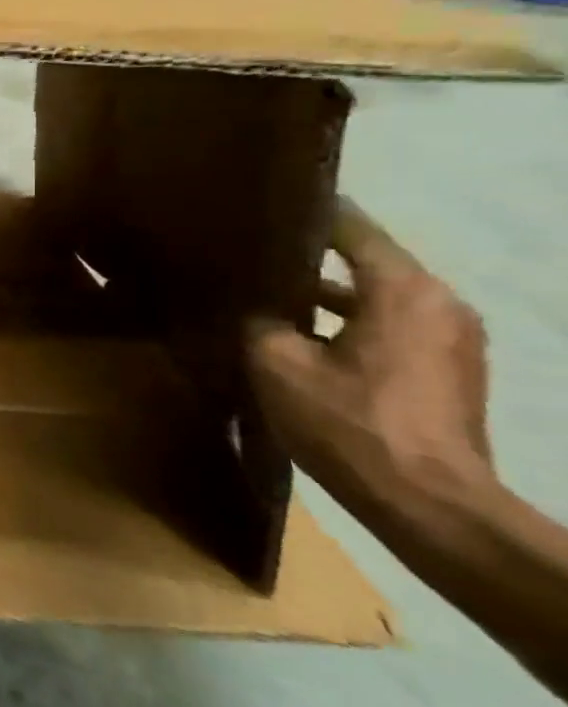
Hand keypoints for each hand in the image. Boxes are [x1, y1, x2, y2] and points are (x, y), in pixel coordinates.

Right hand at [247, 199, 493, 526]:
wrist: (429, 504)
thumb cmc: (349, 421)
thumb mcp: (276, 363)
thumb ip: (261, 321)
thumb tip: (258, 311)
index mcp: (403, 290)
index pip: (353, 228)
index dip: (308, 212)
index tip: (264, 203)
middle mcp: (440, 303)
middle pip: (369, 261)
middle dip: (312, 256)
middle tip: (254, 250)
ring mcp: (453, 339)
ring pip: (379, 296)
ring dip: (329, 294)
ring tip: (270, 294)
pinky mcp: (450, 371)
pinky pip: (392, 325)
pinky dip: (350, 321)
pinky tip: (304, 336)